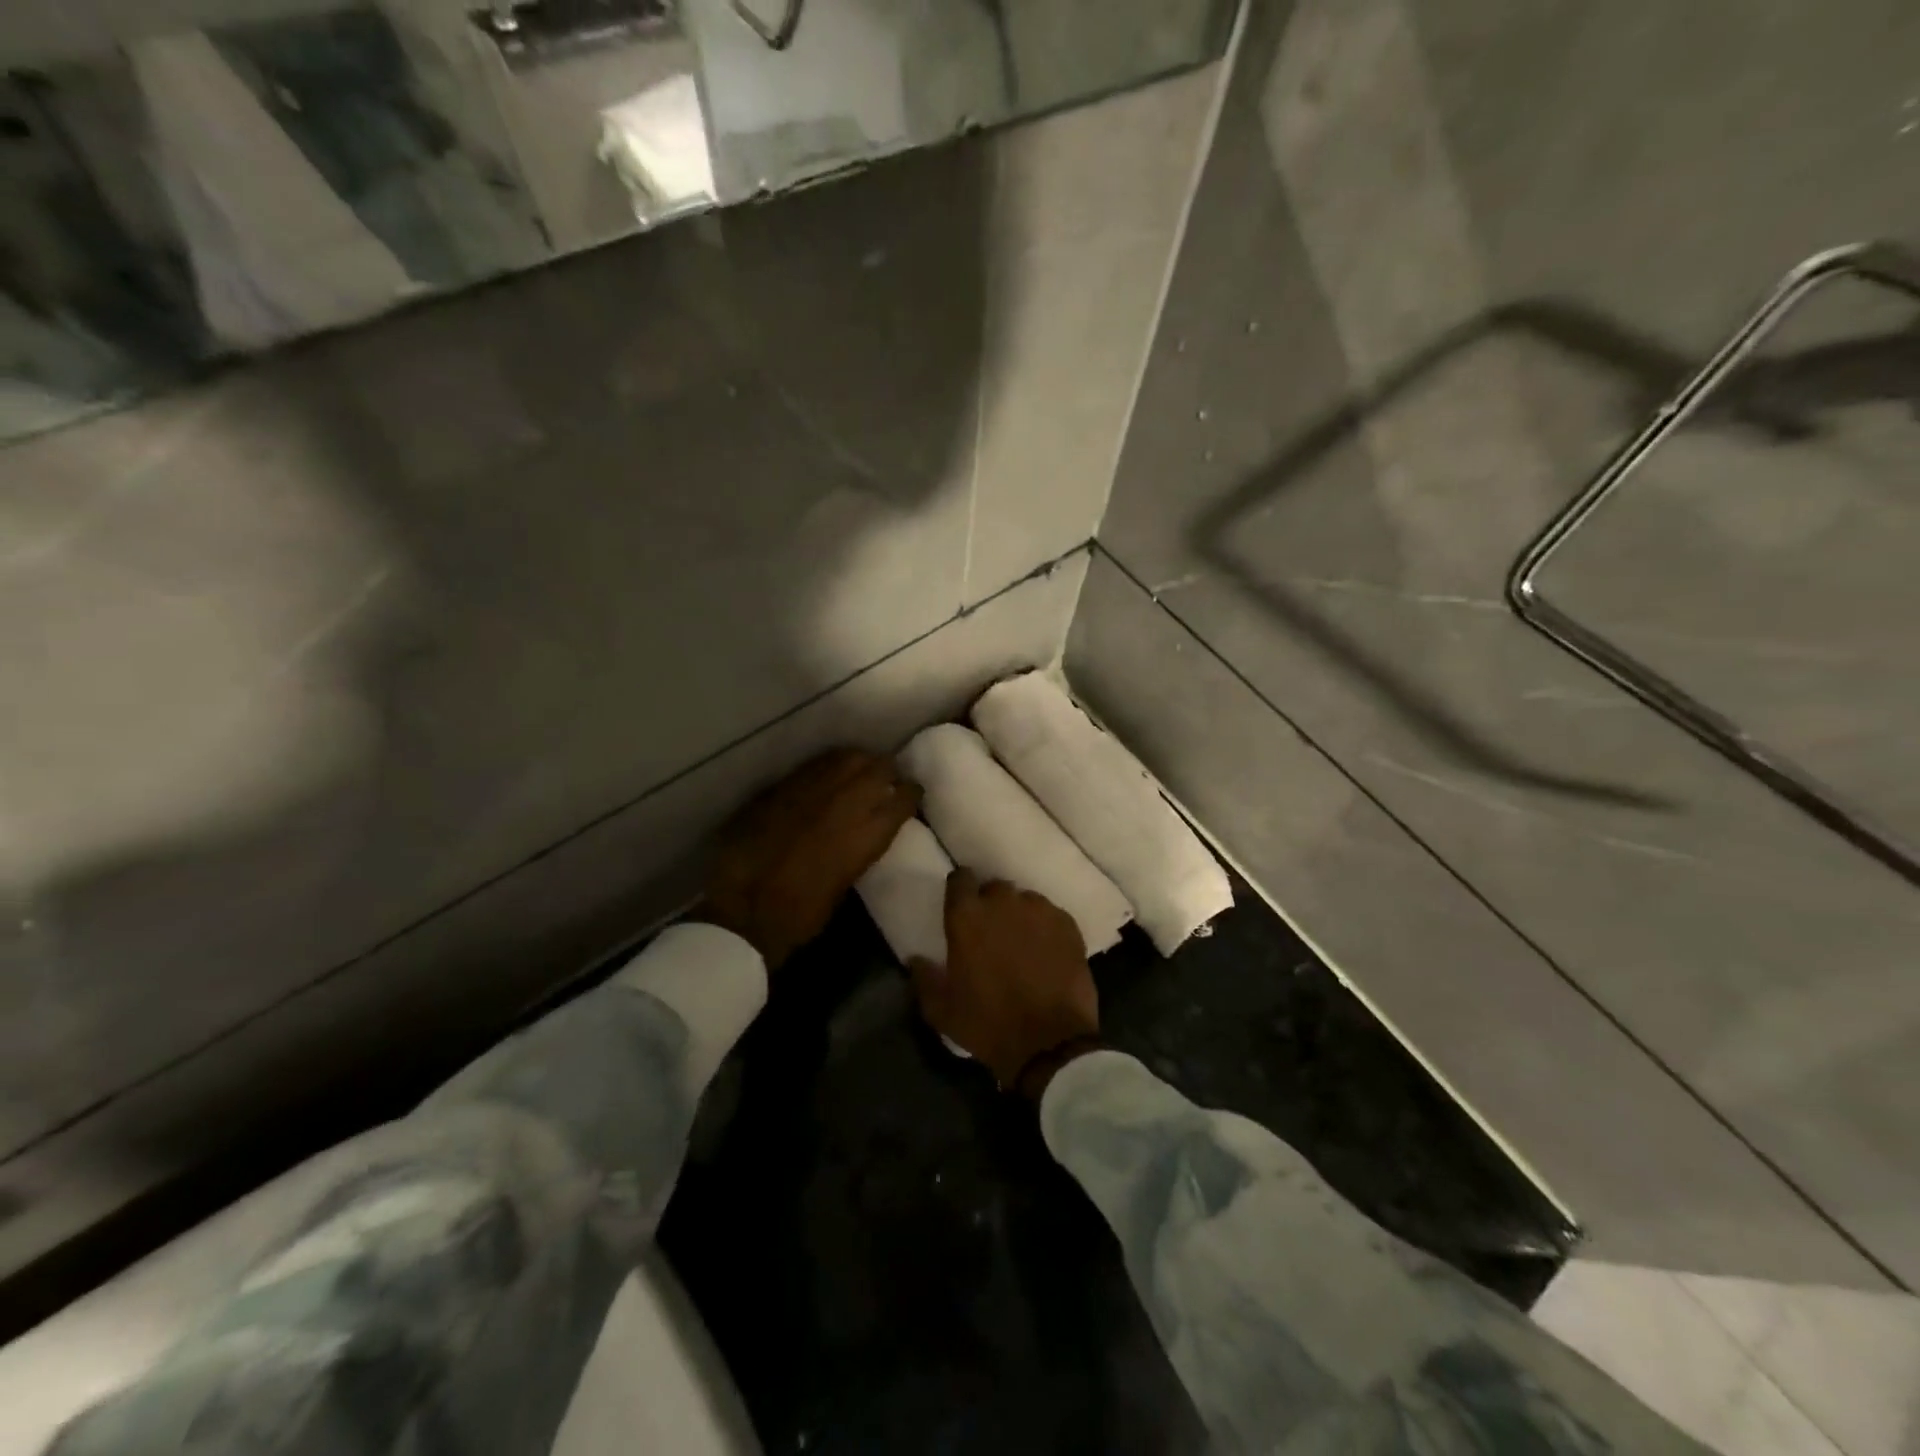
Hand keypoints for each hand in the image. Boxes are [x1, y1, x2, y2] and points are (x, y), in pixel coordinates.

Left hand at [703, 748, 920, 969]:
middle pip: (880, 768)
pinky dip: (829, 766)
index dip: (911, 794)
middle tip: (888, 778)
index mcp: (867, 834)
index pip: (903, 799)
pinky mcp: (783, 786)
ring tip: (860, 770)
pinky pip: (816, 765)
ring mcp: (813, 789)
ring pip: (849, 758)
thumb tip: (862, 832)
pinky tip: (828, 774)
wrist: (743, 909)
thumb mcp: (844, 885)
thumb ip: (858, 850)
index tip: (912, 794)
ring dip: (860, 762)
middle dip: (888, 771)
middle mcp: (847, 803)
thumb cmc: (800, 914)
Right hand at [910, 869, 1099, 1091]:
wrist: (1050, 1043)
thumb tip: (916, 960)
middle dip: (990, 905)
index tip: (960, 907)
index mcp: (967, 917)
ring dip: (1019, 916)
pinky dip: (1046, 928)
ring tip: (1022, 943)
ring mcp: (1039, 910)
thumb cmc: (988, 1025)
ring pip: (1025, 901)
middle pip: (994, 889)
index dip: (960, 891)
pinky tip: (1047, 952)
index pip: (959, 879)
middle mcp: (1002, 902)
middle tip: (991, 933)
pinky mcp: (1068, 924)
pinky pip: (1051, 915)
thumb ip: (925, 978)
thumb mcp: (942, 1010)